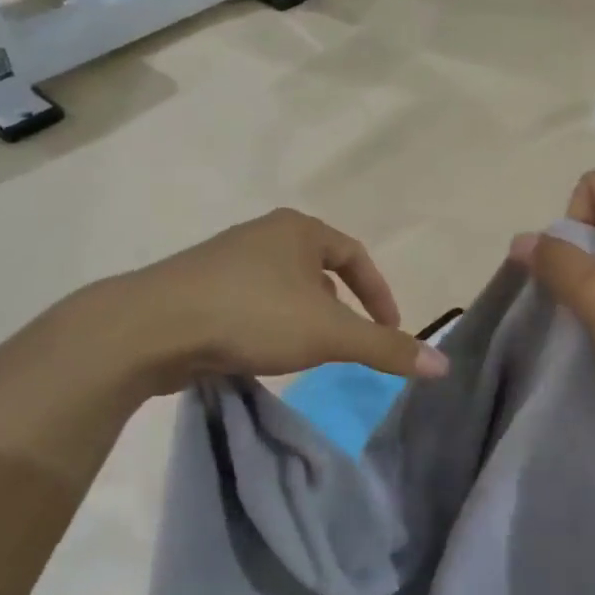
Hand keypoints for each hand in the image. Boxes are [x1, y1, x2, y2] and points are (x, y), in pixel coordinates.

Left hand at [71, 209, 448, 394]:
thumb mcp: (330, 334)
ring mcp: (226, 258)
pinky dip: (270, 323)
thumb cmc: (252, 315)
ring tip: (309, 349)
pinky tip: (262, 351)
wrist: (151, 327)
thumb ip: (386, 349)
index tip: (389, 330)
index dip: (380, 294)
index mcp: (299, 229)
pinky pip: (251, 301)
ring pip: (284, 286)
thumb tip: (443, 366)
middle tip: (350, 340)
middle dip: (342, 305)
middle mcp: (264, 234)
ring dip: (304, 315)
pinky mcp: (198, 286)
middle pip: (320, 268)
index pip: (356, 256)